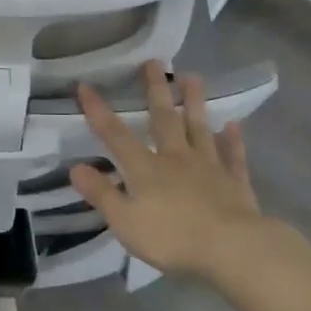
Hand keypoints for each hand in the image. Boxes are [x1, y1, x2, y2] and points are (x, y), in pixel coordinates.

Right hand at [69, 61, 267, 277]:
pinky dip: (232, 141)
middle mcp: (176, 158)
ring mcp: (208, 167)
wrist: (231, 248)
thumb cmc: (172, 237)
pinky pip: (232, 156)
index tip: (86, 85)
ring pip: (199, 128)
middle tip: (154, 62)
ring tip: (192, 77)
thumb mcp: (125, 221)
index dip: (99, 111)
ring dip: (194, 103)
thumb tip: (75, 167)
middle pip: (164, 119)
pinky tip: (233, 126)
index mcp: (145, 169)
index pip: (116, 134)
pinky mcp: (235, 182)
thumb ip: (101, 193)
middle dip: (156, 90)